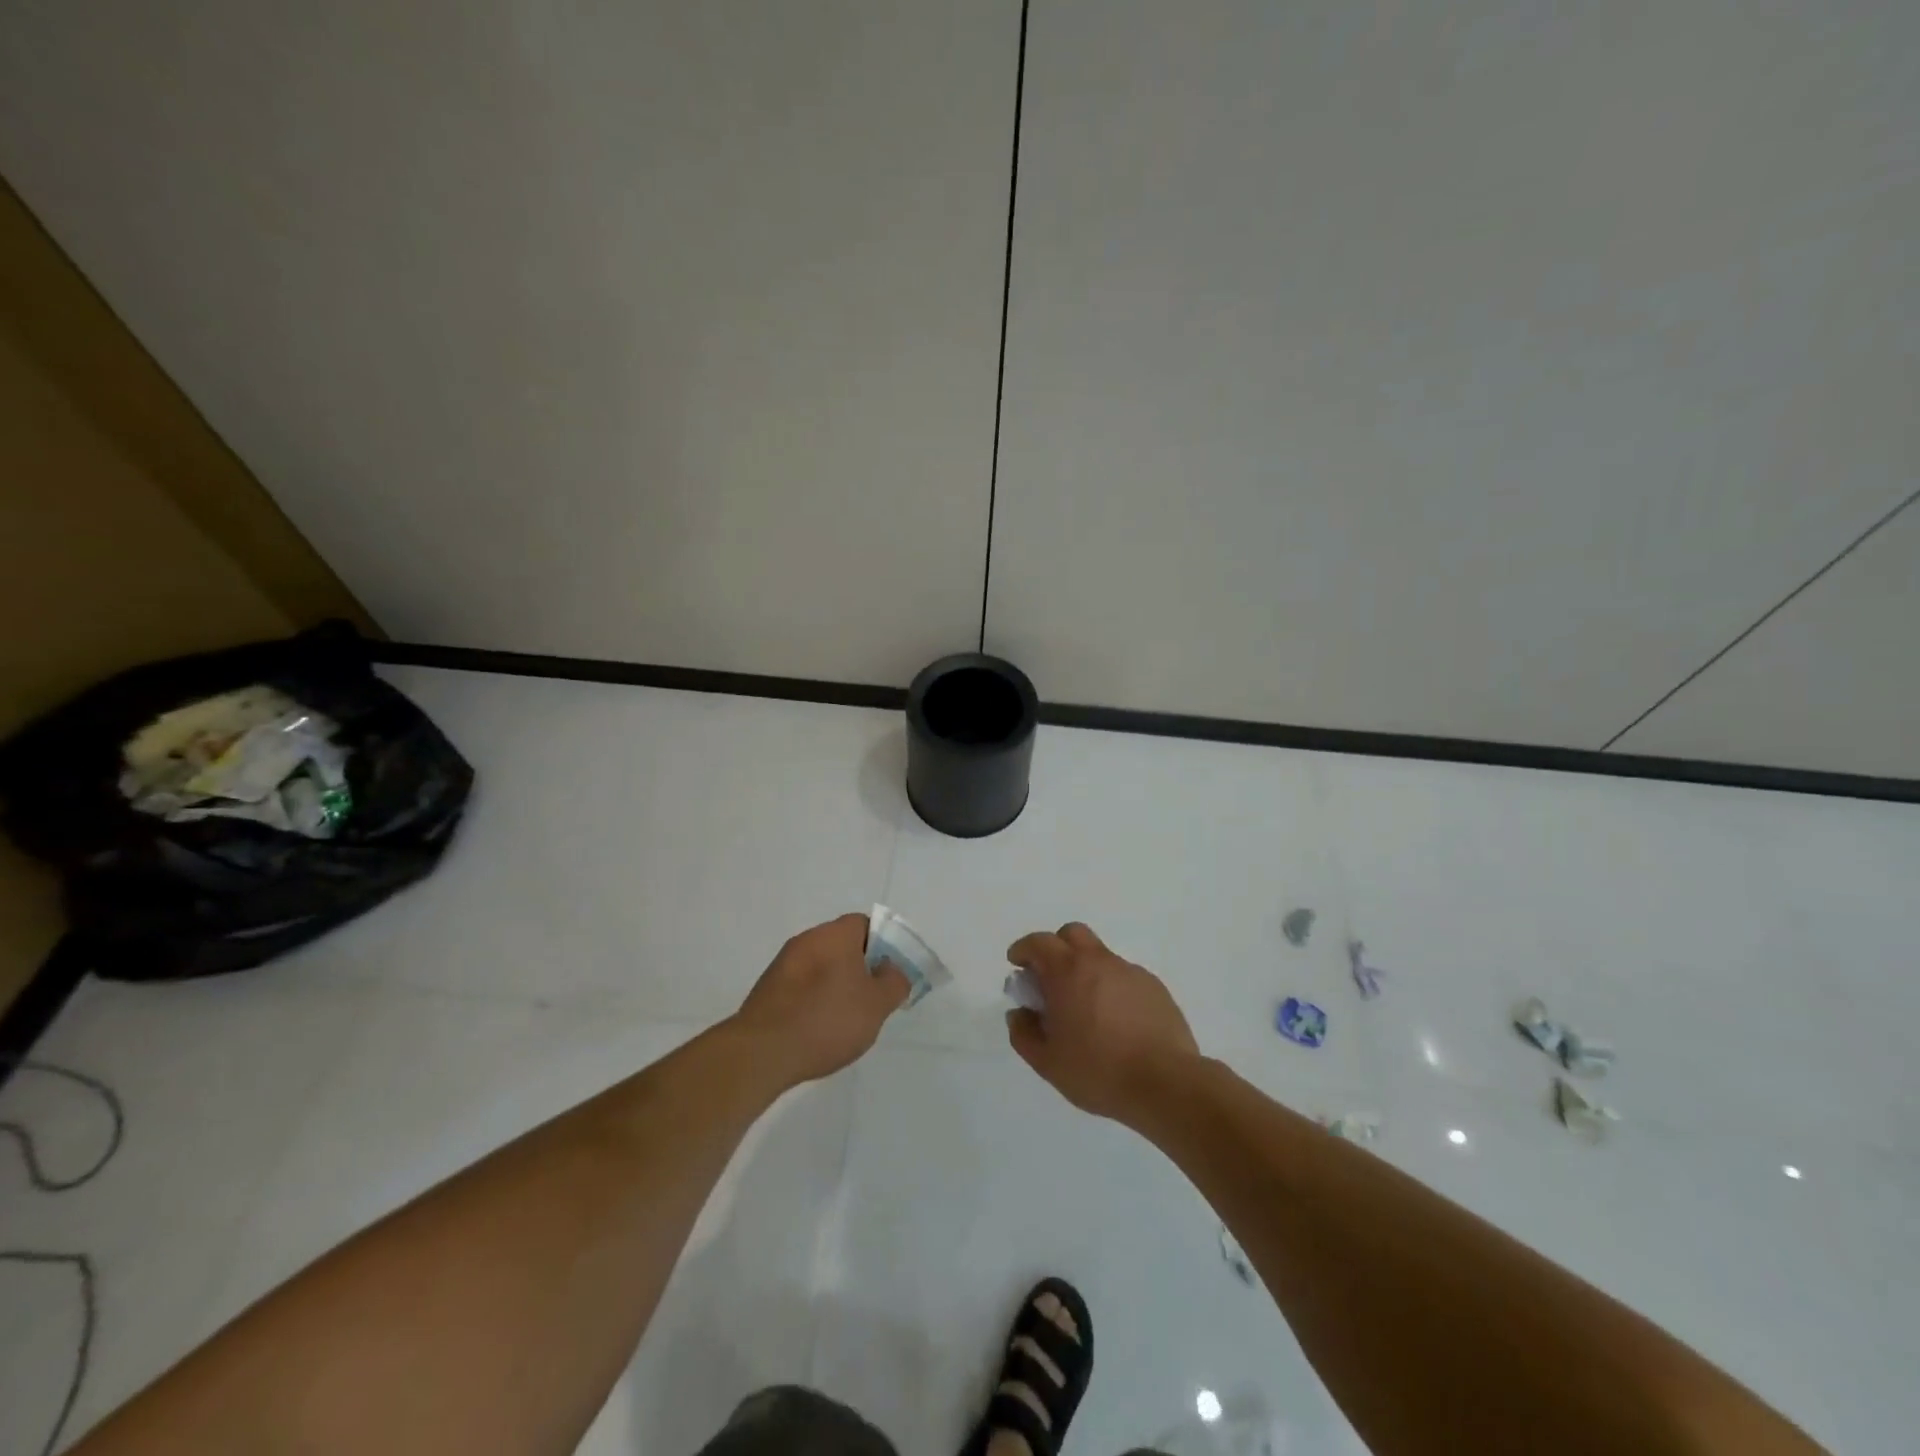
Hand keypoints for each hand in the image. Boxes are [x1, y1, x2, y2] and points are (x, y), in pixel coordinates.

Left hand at [733, 913, 909, 1086]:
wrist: (762, 1052)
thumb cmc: (827, 1020)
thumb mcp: (877, 1005)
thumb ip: (894, 982)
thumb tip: (892, 970)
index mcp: (835, 934)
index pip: (865, 924)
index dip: (882, 945)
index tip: (889, 974)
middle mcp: (807, 940)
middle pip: (842, 945)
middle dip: (860, 969)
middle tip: (872, 1000)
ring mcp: (783, 964)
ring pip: (821, 966)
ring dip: (835, 986)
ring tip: (845, 1021)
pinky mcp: (767, 989)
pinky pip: (801, 986)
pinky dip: (813, 1001)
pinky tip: (817, 1030)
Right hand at [1005, 922, 1199, 1123]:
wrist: (1165, 1083)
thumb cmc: (1098, 1071)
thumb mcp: (1047, 1062)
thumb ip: (1024, 1033)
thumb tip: (1019, 1013)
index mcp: (1068, 971)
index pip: (1039, 942)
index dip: (1024, 949)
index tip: (1017, 964)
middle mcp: (1099, 961)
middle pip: (1072, 934)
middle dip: (1056, 947)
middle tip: (1050, 978)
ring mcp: (1130, 972)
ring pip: (1100, 955)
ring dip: (1085, 969)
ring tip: (1085, 1007)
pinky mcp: (1154, 987)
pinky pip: (1124, 976)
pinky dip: (1111, 987)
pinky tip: (1116, 1021)